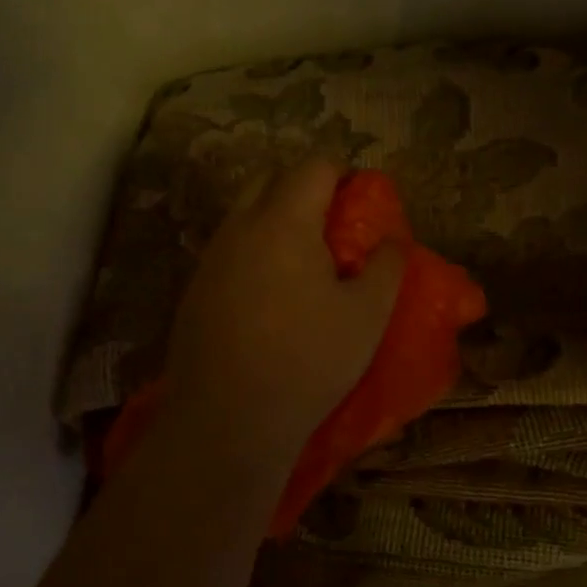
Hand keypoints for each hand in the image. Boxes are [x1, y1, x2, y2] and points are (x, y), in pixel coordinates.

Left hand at [160, 158, 404, 470]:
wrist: (227, 419)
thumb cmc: (308, 361)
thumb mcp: (367, 316)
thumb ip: (386, 267)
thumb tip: (392, 240)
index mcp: (283, 222)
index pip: (312, 168)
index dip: (341, 173)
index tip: (359, 200)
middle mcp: (239, 228)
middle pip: (269, 180)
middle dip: (302, 188)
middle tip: (332, 226)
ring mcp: (210, 259)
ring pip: (243, 216)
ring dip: (273, 220)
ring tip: (303, 263)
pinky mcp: (194, 291)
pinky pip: (227, 251)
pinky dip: (252, 253)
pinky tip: (269, 297)